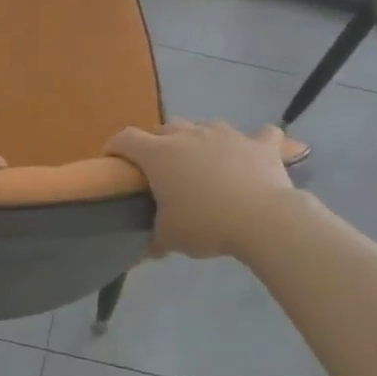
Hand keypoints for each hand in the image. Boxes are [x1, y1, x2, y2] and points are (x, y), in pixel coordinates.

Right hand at [107, 121, 295, 259]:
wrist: (262, 219)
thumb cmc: (205, 224)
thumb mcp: (170, 237)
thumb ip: (155, 238)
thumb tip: (149, 249)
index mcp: (159, 154)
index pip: (126, 139)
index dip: (116, 147)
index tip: (114, 161)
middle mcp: (189, 135)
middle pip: (164, 128)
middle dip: (157, 143)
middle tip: (160, 168)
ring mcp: (226, 134)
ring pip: (204, 126)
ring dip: (198, 139)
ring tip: (202, 161)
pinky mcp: (259, 143)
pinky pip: (258, 135)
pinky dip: (253, 143)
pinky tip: (254, 153)